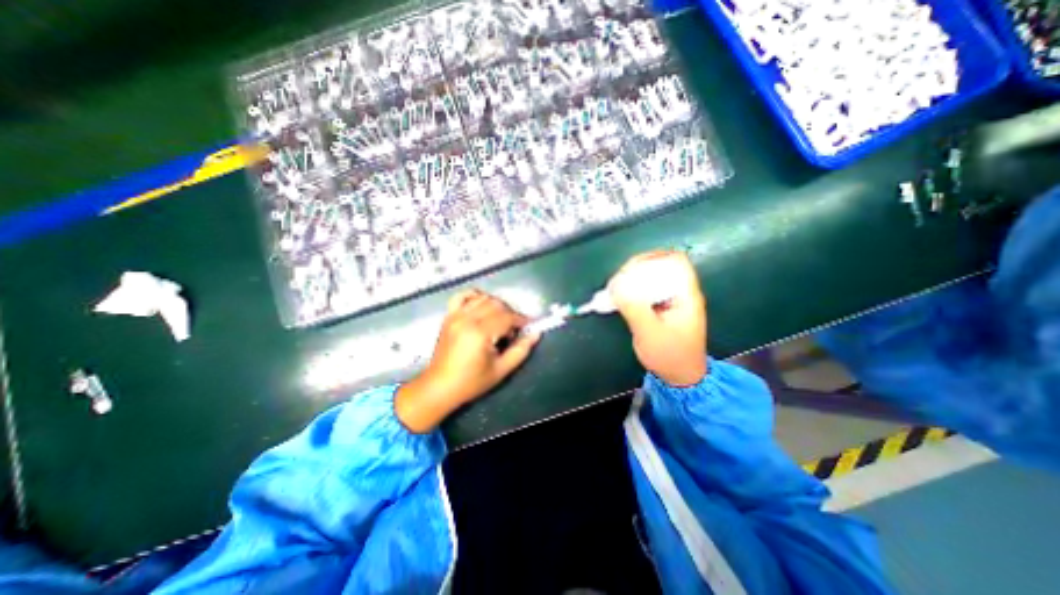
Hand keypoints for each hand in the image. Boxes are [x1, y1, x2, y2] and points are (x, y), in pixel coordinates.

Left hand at [394, 289, 538, 431]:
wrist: (440, 387)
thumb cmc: (471, 382)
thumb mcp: (501, 370)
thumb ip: (521, 350)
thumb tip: (536, 334)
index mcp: (480, 333)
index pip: (507, 317)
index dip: (521, 320)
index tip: (528, 326)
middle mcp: (467, 319)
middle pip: (496, 304)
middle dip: (510, 313)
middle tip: (514, 329)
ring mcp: (455, 316)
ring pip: (482, 298)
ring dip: (496, 305)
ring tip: (499, 320)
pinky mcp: (448, 317)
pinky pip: (462, 296)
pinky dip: (474, 296)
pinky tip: (481, 304)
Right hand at [608, 250, 707, 384]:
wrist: (681, 376)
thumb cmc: (669, 356)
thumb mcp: (649, 333)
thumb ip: (634, 308)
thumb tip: (616, 286)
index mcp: (685, 295)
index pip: (675, 261)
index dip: (653, 258)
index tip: (630, 269)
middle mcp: (681, 292)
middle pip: (661, 266)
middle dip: (637, 269)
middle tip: (618, 281)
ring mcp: (672, 300)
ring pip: (653, 277)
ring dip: (633, 279)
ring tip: (616, 289)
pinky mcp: (662, 307)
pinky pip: (647, 290)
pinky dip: (633, 290)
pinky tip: (621, 298)